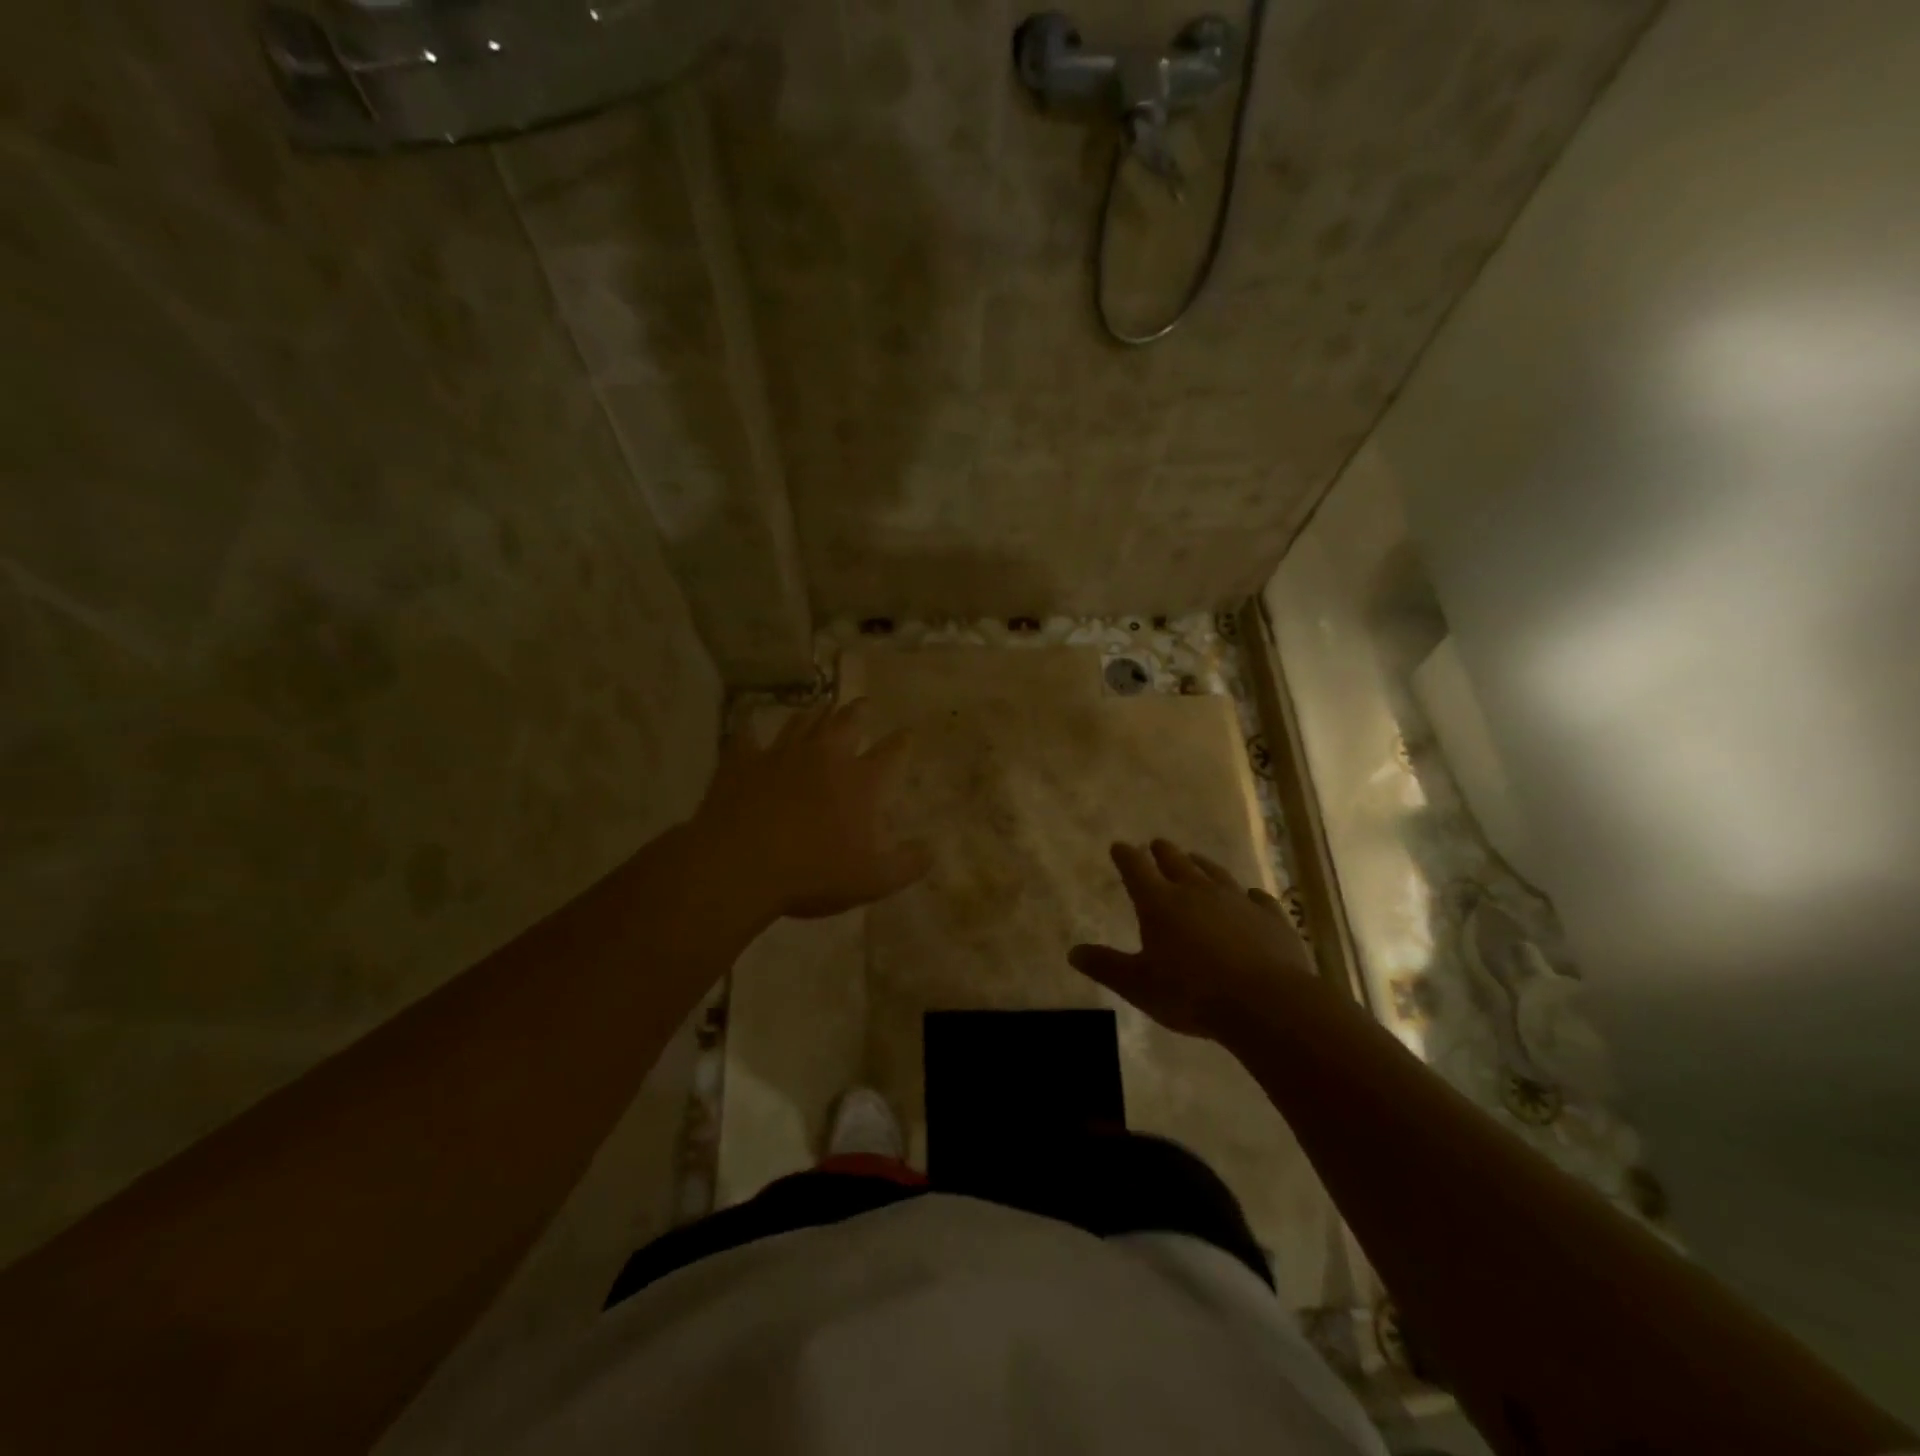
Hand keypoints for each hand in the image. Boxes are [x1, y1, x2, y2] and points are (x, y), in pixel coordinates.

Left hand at [691, 699, 931, 922]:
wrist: (740, 866)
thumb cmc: (813, 874)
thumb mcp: (873, 881)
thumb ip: (907, 865)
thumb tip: (931, 850)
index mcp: (860, 782)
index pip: (889, 753)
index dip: (901, 741)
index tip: (907, 731)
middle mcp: (824, 757)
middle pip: (845, 724)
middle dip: (858, 712)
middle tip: (863, 703)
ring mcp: (781, 755)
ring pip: (802, 723)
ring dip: (814, 714)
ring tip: (821, 707)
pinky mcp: (742, 762)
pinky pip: (746, 737)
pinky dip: (750, 730)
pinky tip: (749, 725)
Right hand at [1068, 839, 1310, 1039]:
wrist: (1265, 1003)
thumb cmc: (1191, 993)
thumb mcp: (1138, 985)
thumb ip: (1106, 965)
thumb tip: (1073, 952)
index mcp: (1159, 902)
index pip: (1136, 868)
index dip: (1125, 856)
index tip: (1119, 847)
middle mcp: (1197, 891)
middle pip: (1176, 862)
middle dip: (1162, 852)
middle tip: (1156, 844)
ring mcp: (1237, 901)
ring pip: (1215, 873)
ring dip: (1202, 864)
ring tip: (1196, 859)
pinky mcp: (1271, 918)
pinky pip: (1258, 899)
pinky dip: (1250, 896)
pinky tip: (1251, 897)